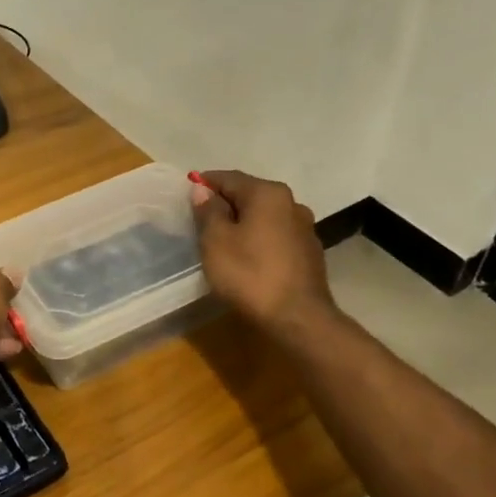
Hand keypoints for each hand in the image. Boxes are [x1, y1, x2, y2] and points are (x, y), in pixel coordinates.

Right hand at [190, 169, 338, 343]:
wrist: (297, 318)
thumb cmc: (249, 274)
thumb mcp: (216, 241)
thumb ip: (208, 211)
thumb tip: (202, 190)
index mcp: (268, 193)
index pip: (229, 178)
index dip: (205, 183)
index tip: (186, 193)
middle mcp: (291, 203)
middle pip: (249, 195)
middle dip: (224, 204)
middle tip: (200, 219)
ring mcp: (304, 228)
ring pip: (264, 216)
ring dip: (242, 222)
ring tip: (221, 239)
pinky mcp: (309, 253)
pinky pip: (275, 236)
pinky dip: (258, 239)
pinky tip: (246, 256)